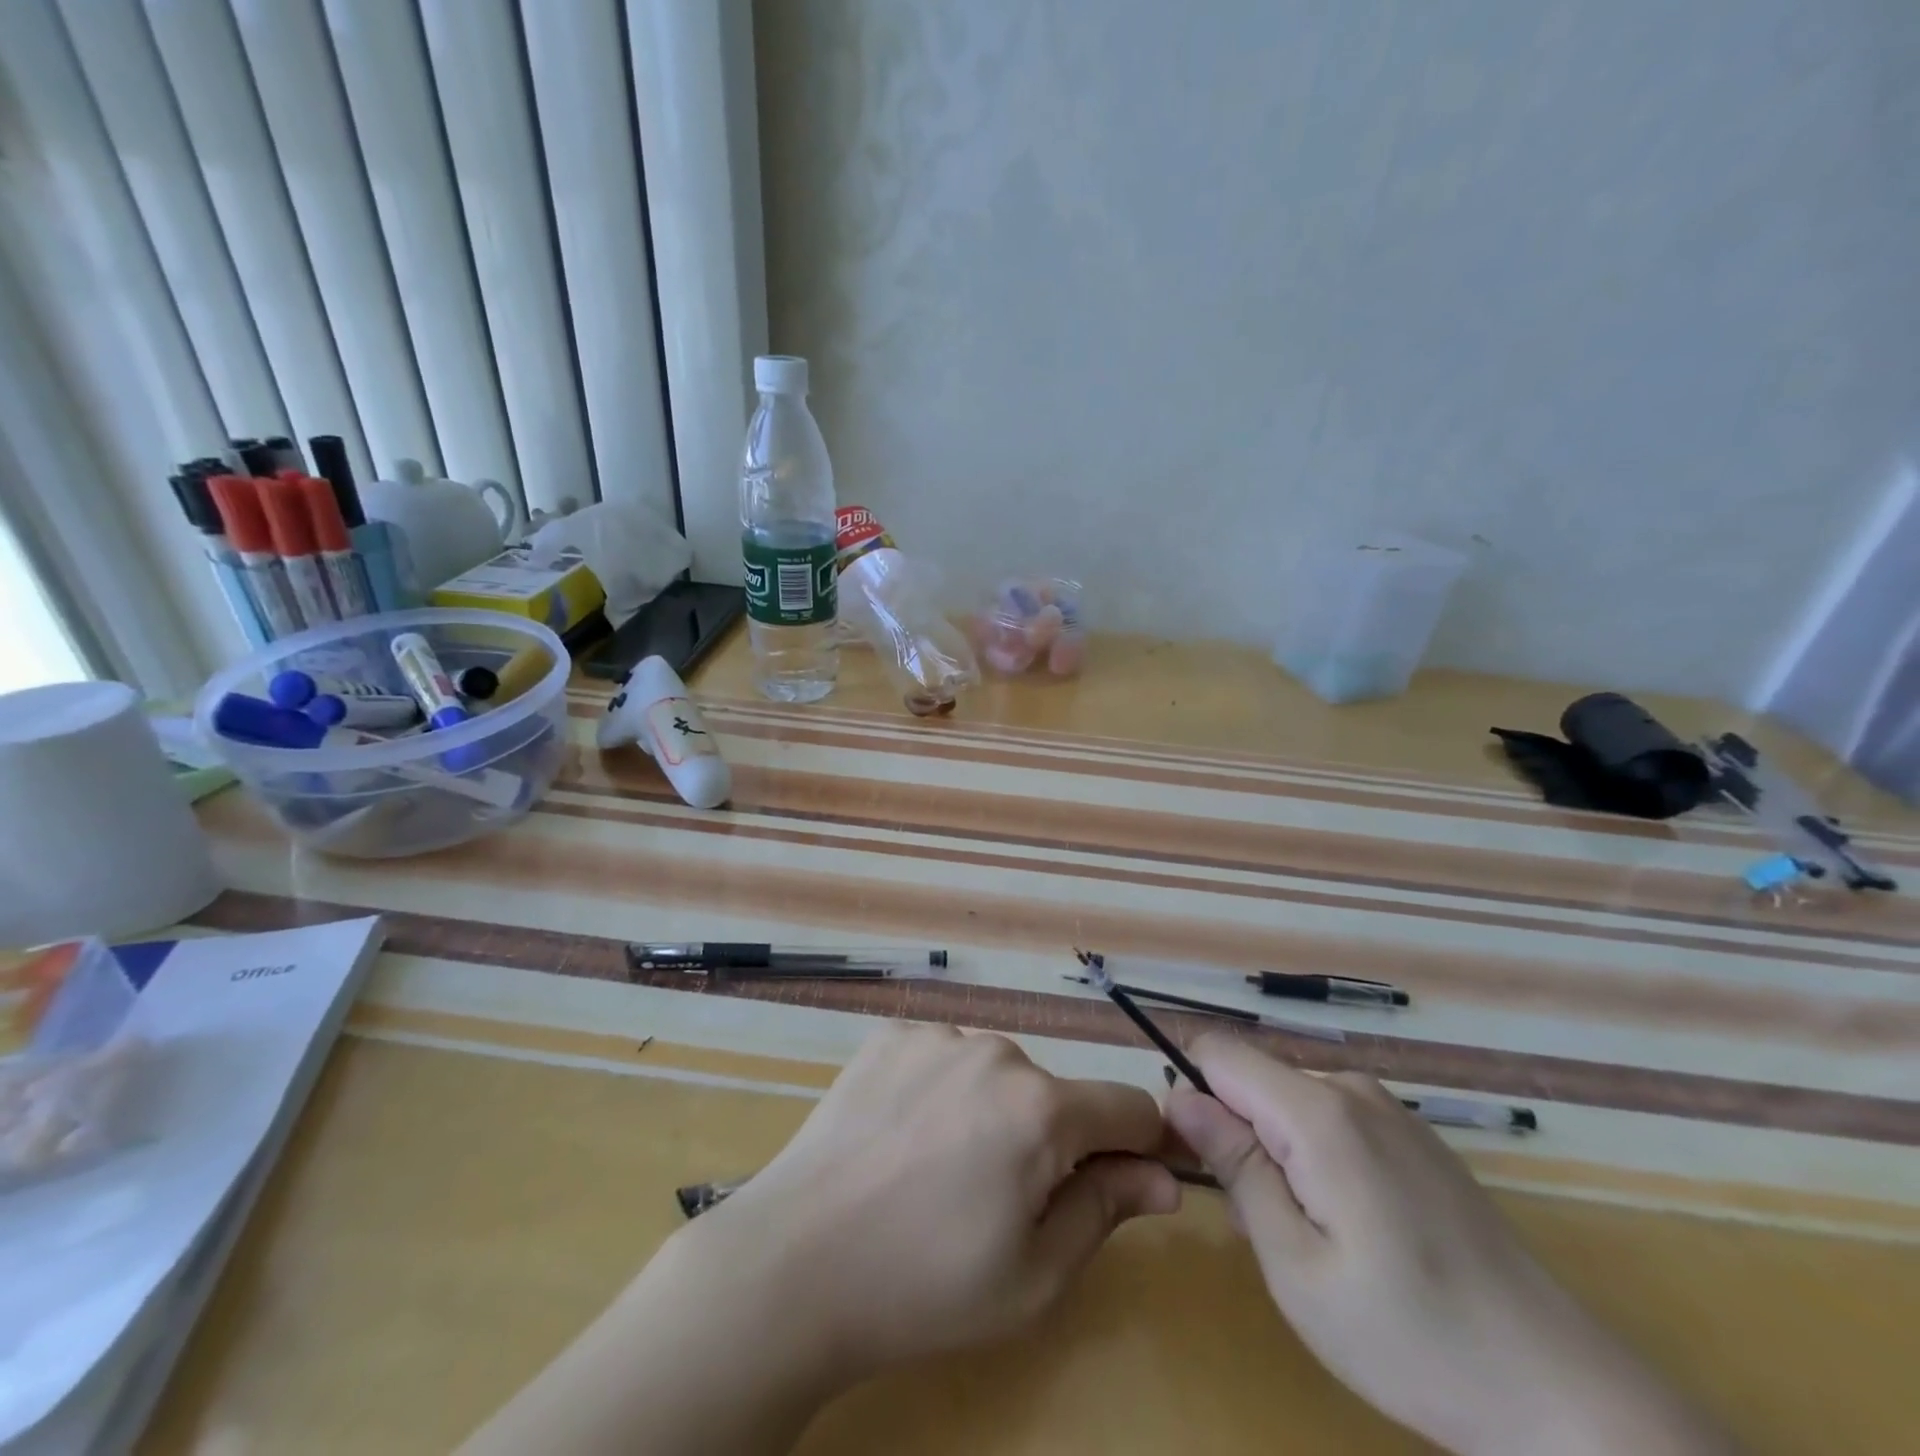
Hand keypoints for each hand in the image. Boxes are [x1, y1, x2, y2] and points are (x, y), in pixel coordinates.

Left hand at [701, 1021, 1178, 1378]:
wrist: (794, 1263)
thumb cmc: (925, 1285)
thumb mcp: (1034, 1276)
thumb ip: (1106, 1210)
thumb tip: (1163, 1177)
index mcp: (1040, 1107)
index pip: (1129, 1106)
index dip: (1137, 1146)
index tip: (1117, 1182)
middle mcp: (994, 1050)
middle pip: (1054, 1092)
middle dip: (1047, 1139)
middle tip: (994, 1200)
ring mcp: (936, 1035)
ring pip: (995, 1072)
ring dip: (990, 1111)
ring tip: (937, 1170)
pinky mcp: (889, 1035)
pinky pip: (942, 1058)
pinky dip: (940, 1091)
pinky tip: (901, 1137)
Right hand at [1166, 1035, 1731, 1455]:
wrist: (1561, 1393)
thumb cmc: (1409, 1337)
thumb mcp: (1295, 1265)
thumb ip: (1235, 1165)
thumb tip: (1178, 1095)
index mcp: (1319, 1111)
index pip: (1218, 1051)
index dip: (1189, 1089)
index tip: (1192, 1154)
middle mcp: (1353, 1088)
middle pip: (1254, 1077)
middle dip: (1233, 1128)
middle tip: (1256, 1220)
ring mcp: (1390, 1109)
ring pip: (1290, 1099)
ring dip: (1274, 1148)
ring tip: (1307, 1234)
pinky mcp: (1414, 1135)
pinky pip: (1331, 1117)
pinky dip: (1313, 1154)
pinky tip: (1351, 1227)